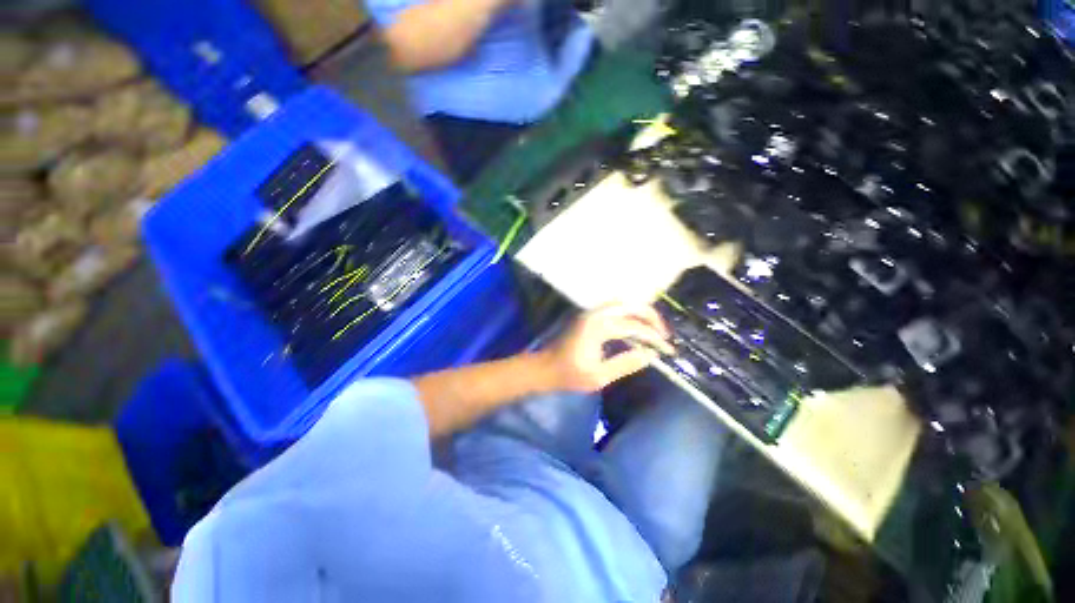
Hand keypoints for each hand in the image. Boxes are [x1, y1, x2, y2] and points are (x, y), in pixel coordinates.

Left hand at [542, 304, 672, 392]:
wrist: (545, 367)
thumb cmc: (569, 375)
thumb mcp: (599, 376)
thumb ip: (625, 364)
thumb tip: (650, 355)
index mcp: (598, 327)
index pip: (634, 327)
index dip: (653, 338)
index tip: (668, 350)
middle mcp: (595, 314)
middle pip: (630, 306)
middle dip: (651, 318)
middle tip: (664, 334)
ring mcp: (590, 312)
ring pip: (623, 303)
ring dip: (640, 312)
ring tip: (654, 329)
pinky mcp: (588, 315)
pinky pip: (614, 307)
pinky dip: (629, 312)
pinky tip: (635, 325)